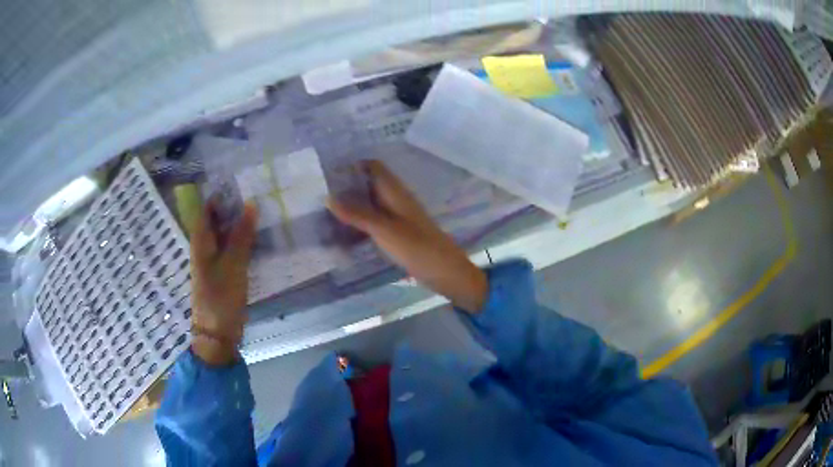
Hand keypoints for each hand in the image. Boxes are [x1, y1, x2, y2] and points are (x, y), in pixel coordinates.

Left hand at [189, 201, 256, 365]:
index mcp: (201, 242)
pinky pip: (231, 250)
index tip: (242, 184)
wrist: (217, 333)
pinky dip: (242, 242)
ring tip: (261, 214)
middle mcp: (204, 248)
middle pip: (216, 220)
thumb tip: (251, 204)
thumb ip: (242, 235)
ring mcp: (213, 262)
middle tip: (258, 197)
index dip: (221, 195)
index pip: (207, 209)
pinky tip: (258, 240)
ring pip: (225, 235)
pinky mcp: (223, 274)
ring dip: (239, 225)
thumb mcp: (233, 264)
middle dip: (233, 208)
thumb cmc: (221, 296)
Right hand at [327, 161, 487, 312]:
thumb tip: (328, 197)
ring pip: (369, 204)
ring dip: (351, 208)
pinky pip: (374, 222)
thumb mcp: (384, 230)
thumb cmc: (417, 247)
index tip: (327, 175)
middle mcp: (395, 199)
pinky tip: (343, 234)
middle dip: (346, 188)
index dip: (352, 167)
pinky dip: (359, 224)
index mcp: (395, 191)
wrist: (446, 272)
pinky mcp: (397, 233)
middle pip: (368, 185)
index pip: (372, 167)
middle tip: (319, 197)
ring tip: (325, 216)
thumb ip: (357, 214)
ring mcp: (397, 217)